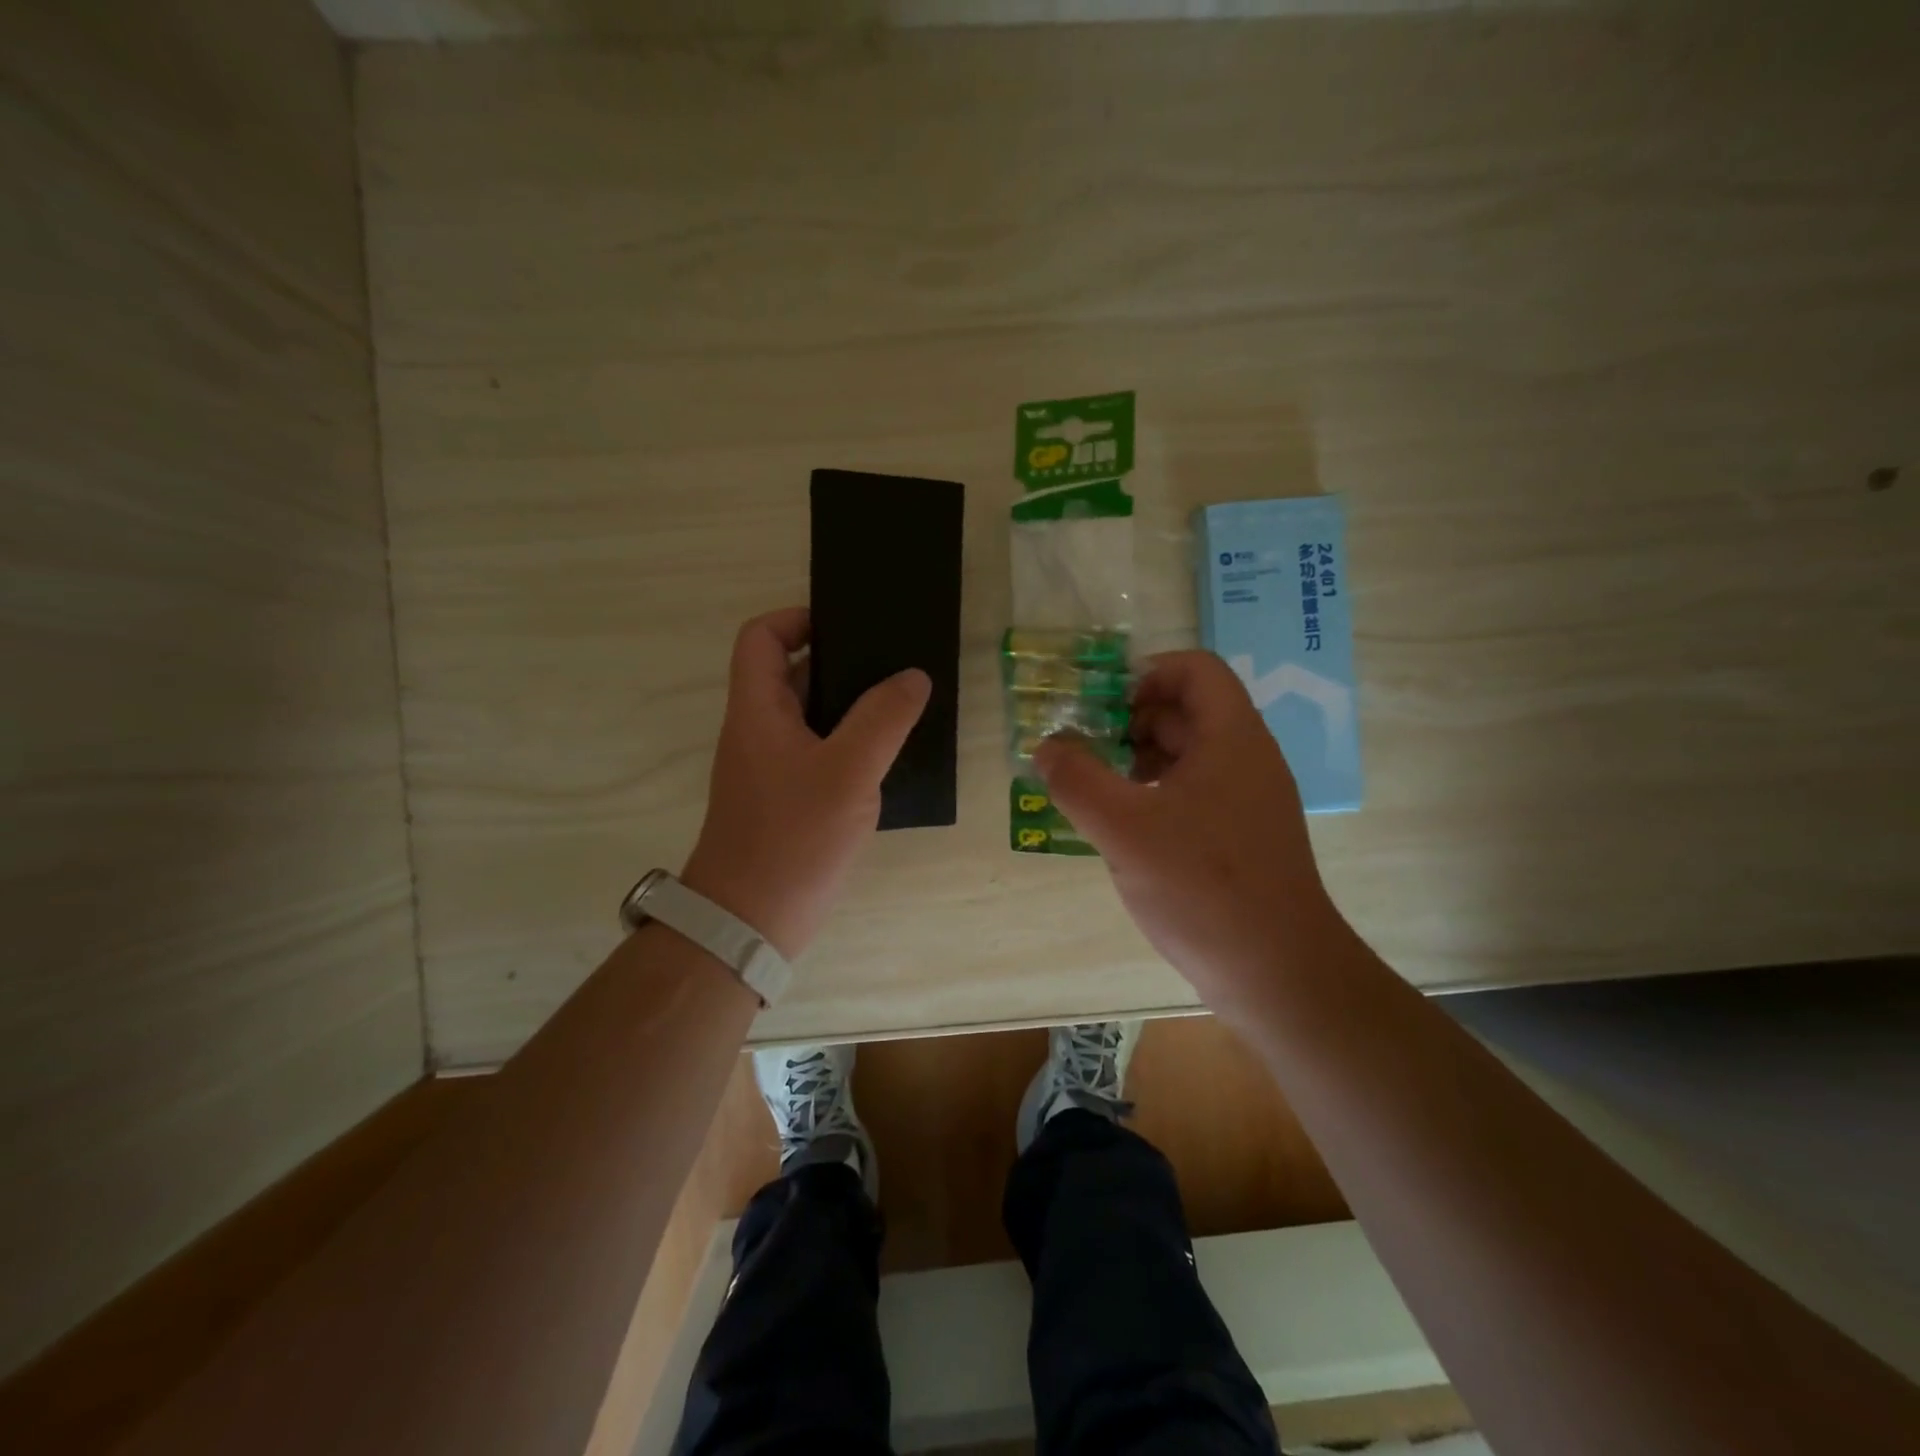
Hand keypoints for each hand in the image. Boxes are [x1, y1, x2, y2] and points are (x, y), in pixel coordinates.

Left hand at [681, 608, 929, 958]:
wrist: (751, 921)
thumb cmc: (793, 838)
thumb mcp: (847, 772)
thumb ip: (883, 719)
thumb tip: (913, 676)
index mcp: (758, 710)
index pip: (760, 637)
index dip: (797, 619)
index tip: (848, 626)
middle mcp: (760, 731)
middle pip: (792, 673)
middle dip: (842, 661)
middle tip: (895, 662)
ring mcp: (773, 767)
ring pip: (812, 716)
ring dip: (852, 706)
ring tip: (904, 702)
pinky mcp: (788, 798)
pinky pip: (820, 752)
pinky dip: (851, 744)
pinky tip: (890, 755)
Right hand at [1032, 651, 1341, 1016]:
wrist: (1278, 973)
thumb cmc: (1203, 887)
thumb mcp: (1124, 829)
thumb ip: (1077, 780)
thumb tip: (1047, 748)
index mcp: (1231, 738)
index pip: (1194, 669)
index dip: (1145, 674)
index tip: (1101, 707)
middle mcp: (1246, 759)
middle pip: (1186, 711)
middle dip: (1129, 721)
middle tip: (1083, 749)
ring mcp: (1247, 800)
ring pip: (1187, 756)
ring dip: (1137, 760)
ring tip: (1094, 790)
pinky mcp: (1241, 837)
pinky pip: (1193, 794)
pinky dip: (1154, 795)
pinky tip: (1123, 829)